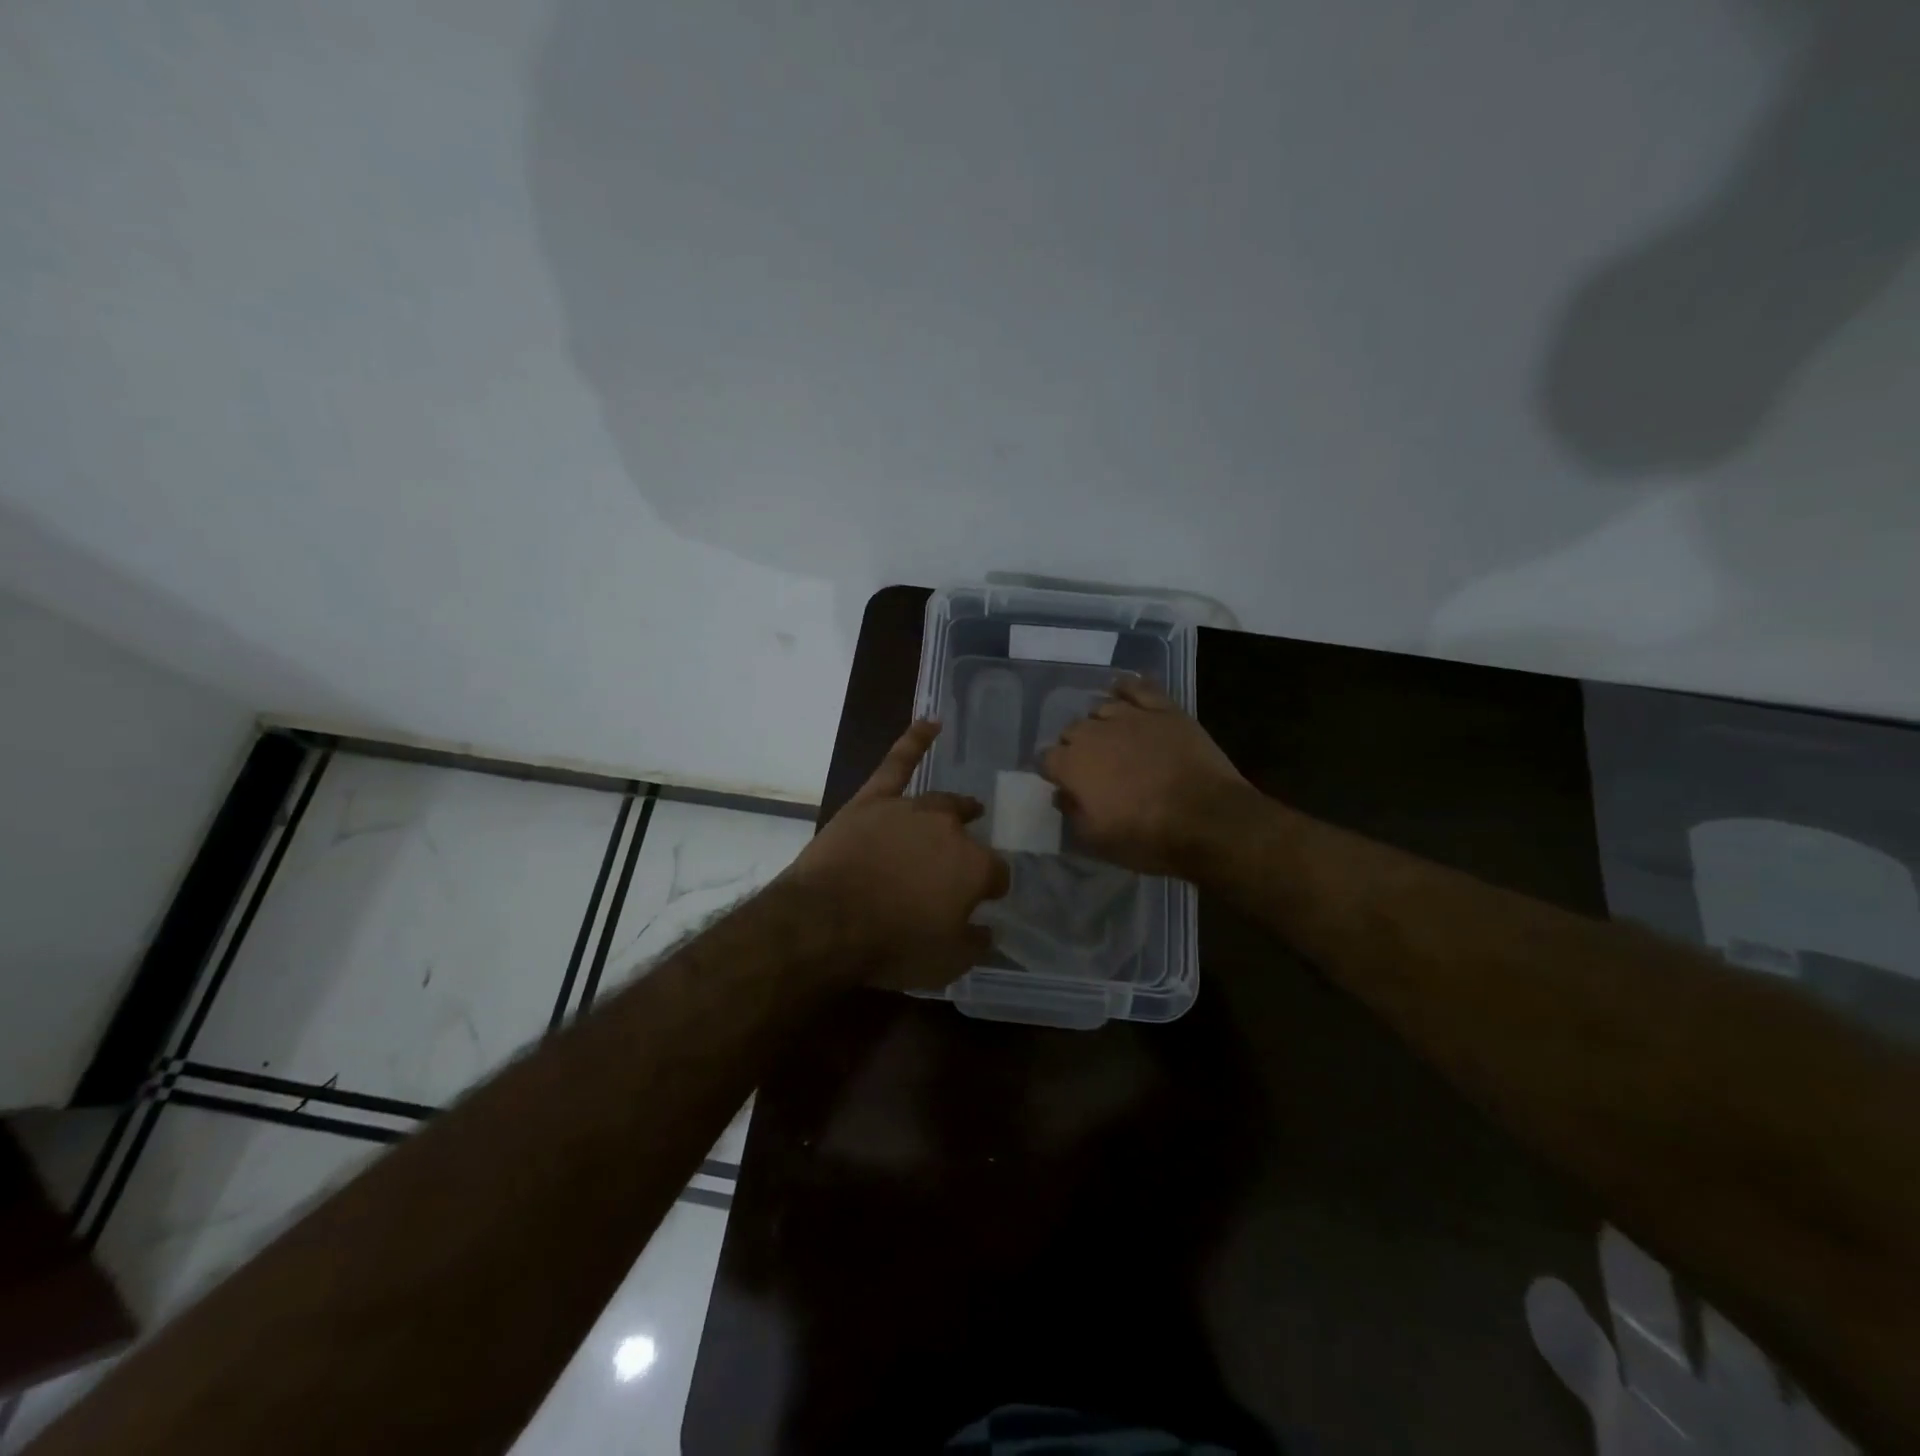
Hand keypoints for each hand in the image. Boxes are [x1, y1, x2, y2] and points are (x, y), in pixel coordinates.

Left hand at [782, 719, 1009, 989]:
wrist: (827, 921)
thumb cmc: (891, 946)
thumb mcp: (946, 963)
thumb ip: (975, 942)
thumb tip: (988, 929)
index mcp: (974, 867)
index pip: (996, 874)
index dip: (991, 888)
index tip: (983, 901)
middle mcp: (949, 830)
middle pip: (968, 835)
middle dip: (969, 849)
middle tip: (960, 865)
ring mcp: (911, 808)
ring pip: (941, 802)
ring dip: (956, 808)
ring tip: (966, 808)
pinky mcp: (874, 799)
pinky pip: (898, 762)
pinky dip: (915, 740)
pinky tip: (930, 722)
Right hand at [1040, 675, 1250, 875]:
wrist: (1207, 819)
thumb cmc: (1147, 837)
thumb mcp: (1097, 841)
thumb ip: (1072, 813)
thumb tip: (1062, 794)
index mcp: (1072, 765)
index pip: (1047, 759)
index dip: (1055, 772)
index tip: (1065, 784)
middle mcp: (1094, 733)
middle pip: (1072, 731)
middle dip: (1076, 747)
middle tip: (1093, 767)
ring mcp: (1130, 715)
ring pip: (1101, 708)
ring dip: (1101, 723)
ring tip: (1113, 738)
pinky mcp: (1163, 709)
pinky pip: (1137, 687)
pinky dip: (1127, 688)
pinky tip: (1125, 693)